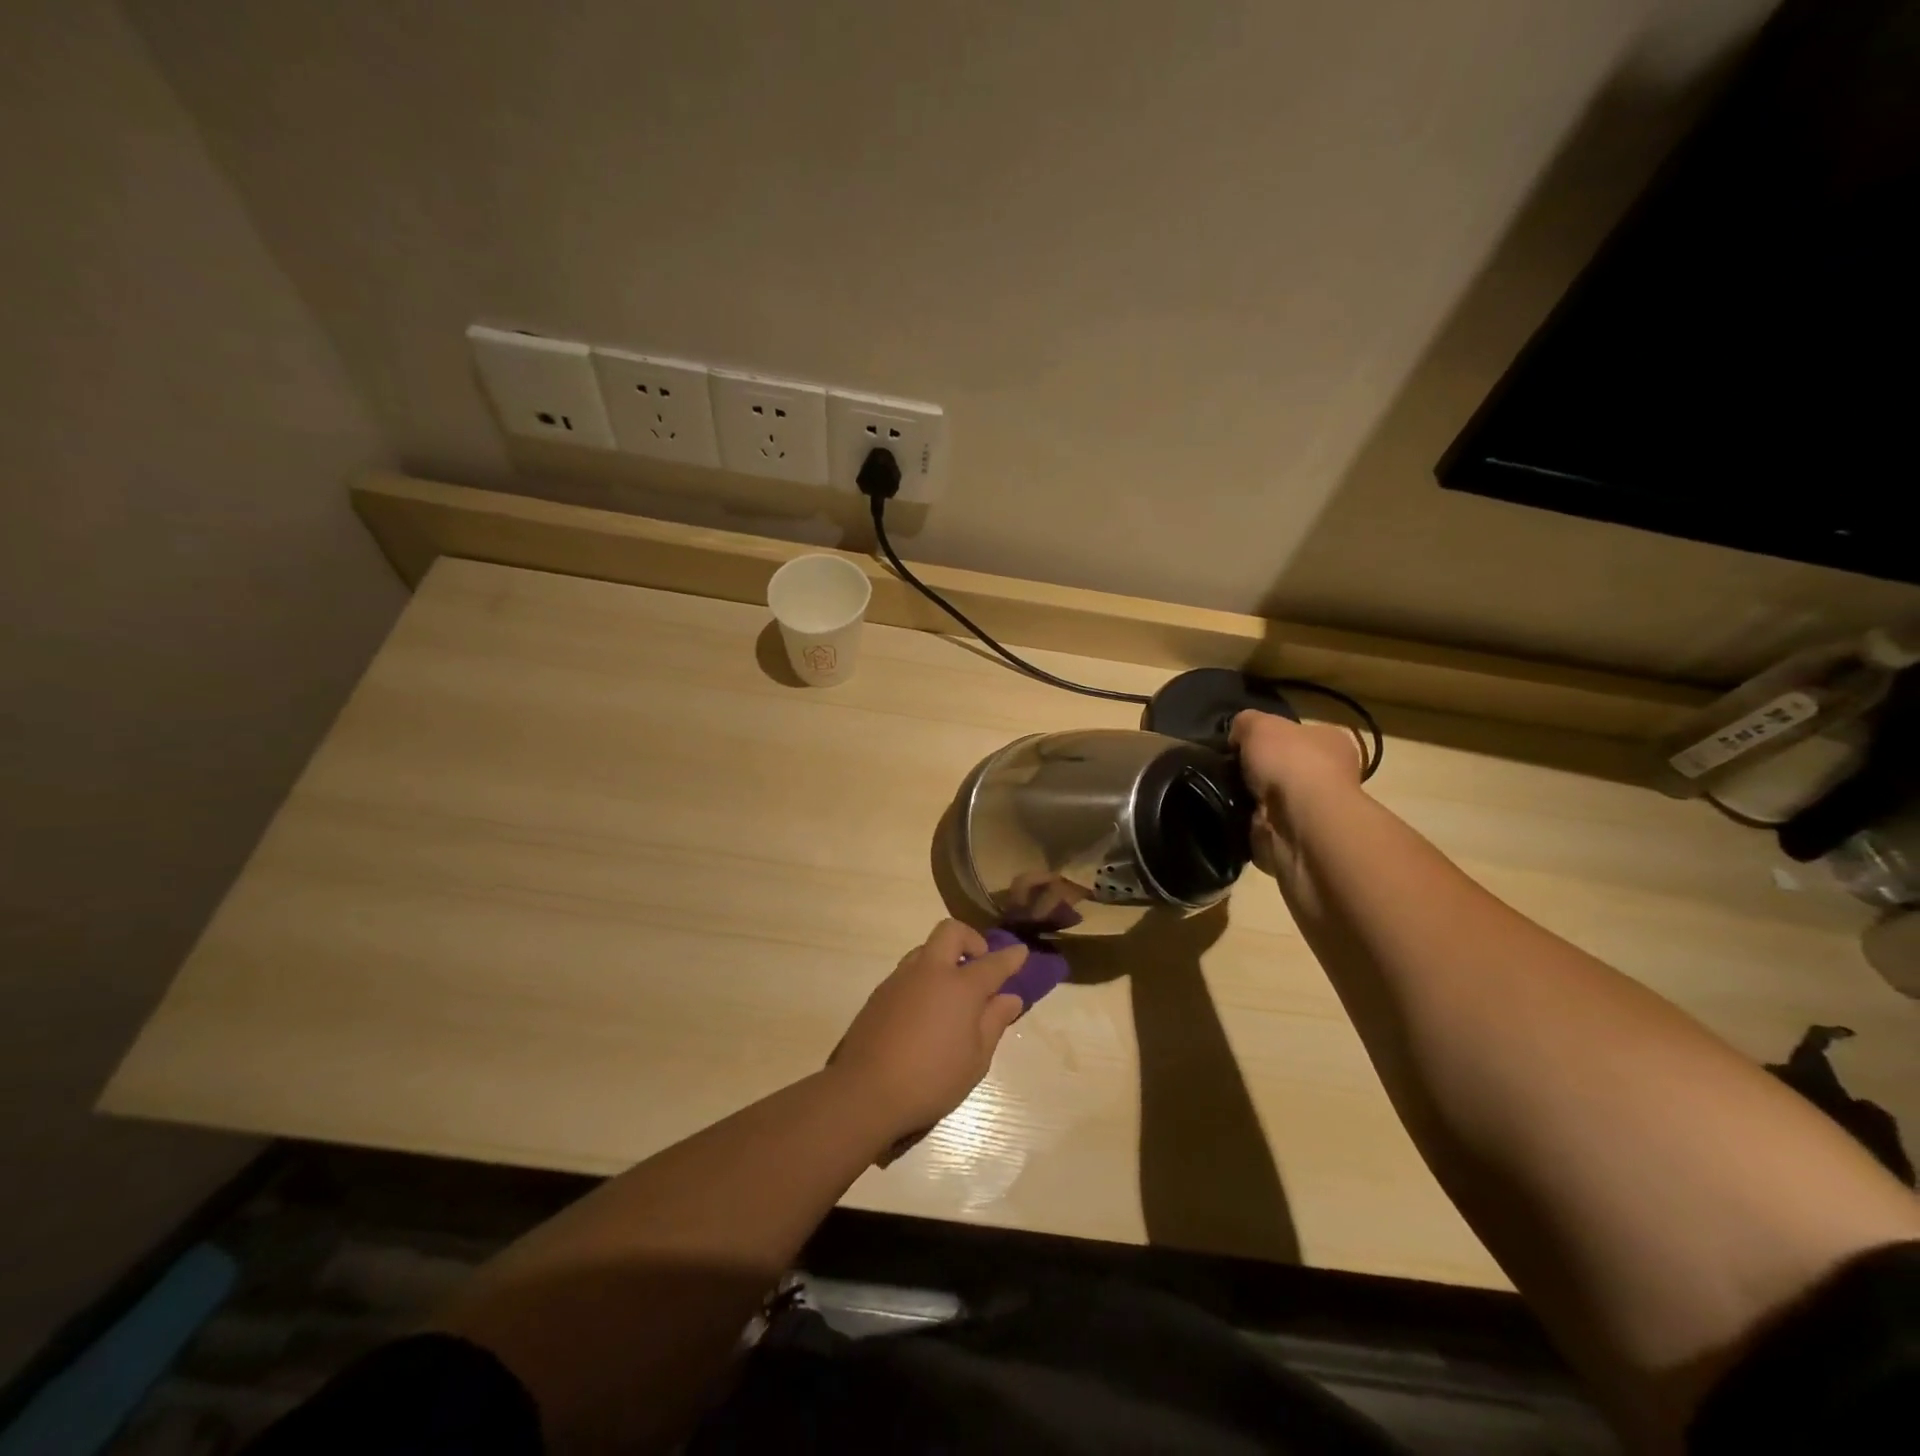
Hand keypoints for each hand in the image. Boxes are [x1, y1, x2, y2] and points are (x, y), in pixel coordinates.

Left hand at [831, 920, 1027, 1141]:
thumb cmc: (931, 1079)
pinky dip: (923, 978)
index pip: (992, 963)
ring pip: (926, 949)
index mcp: (960, 987)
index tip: (1021, 952)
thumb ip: (993, 1022)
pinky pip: (908, 972)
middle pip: (951, 932)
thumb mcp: (975, 1060)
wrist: (866, 1091)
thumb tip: (1009, 998)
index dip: (1010, 957)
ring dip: (943, 958)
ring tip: (951, 991)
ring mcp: (901, 979)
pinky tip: (925, 1010)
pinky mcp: (880, 993)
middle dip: (970, 939)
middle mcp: (930, 972)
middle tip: (979, 964)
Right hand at [1230, 711, 1365, 875]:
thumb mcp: (1258, 724)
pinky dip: (1243, 820)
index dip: (1268, 737)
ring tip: (1221, 790)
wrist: (1299, 823)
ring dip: (1246, 797)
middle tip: (1225, 768)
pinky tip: (1228, 812)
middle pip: (1282, 767)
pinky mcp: (1293, 838)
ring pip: (1268, 798)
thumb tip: (1237, 737)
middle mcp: (1328, 775)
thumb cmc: (1289, 763)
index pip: (1297, 735)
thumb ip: (1245, 723)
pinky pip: (1259, 824)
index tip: (1239, 743)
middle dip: (1255, 769)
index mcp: (1330, 742)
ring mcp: (1311, 810)